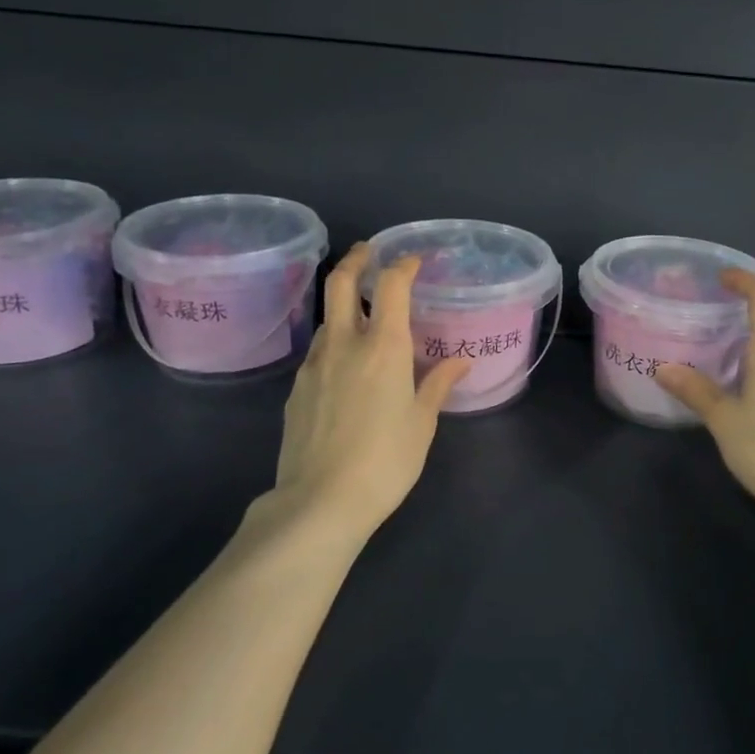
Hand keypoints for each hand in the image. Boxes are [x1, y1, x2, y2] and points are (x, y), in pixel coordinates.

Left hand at [269, 244, 470, 532]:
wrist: (320, 501)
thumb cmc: (386, 460)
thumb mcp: (422, 423)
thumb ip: (437, 385)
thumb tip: (458, 362)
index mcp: (383, 348)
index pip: (391, 286)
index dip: (403, 265)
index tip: (414, 260)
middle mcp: (344, 344)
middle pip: (340, 283)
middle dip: (355, 260)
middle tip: (368, 252)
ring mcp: (313, 366)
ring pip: (327, 318)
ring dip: (344, 306)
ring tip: (363, 317)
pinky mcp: (295, 390)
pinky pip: (317, 353)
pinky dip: (334, 343)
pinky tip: (345, 368)